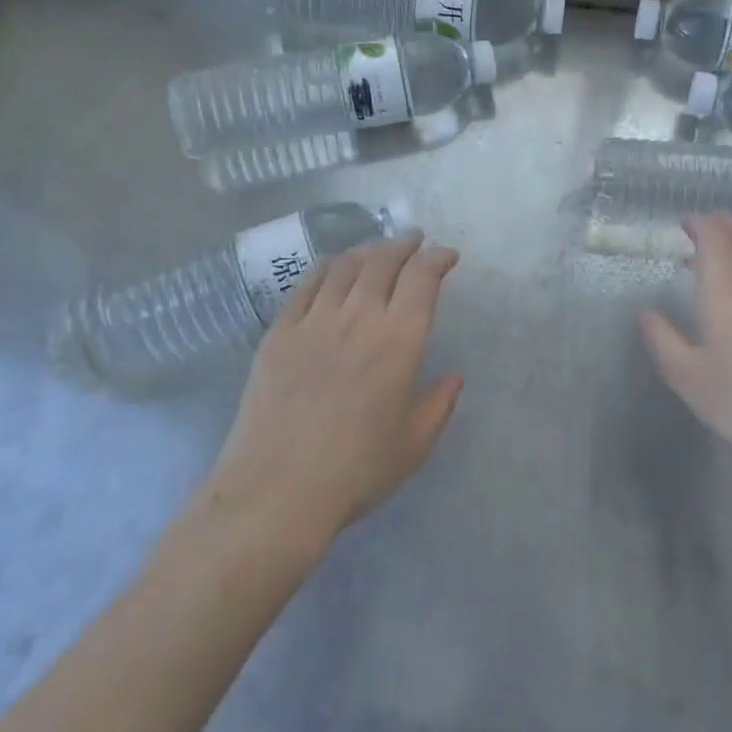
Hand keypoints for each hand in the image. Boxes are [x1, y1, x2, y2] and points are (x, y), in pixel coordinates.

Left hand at [206, 234, 463, 547]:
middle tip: (414, 241)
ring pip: (345, 266)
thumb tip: (455, 375)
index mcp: (400, 340)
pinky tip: (334, 267)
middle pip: (383, 261)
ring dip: (368, 250)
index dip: (437, 258)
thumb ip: (440, 403)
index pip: (422, 278)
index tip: (446, 256)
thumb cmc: (356, 470)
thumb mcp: (414, 444)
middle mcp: (359, 317)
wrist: (277, 490)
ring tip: (378, 250)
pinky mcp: (280, 332)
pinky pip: (307, 284)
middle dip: (404, 245)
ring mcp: (315, 321)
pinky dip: (327, 266)